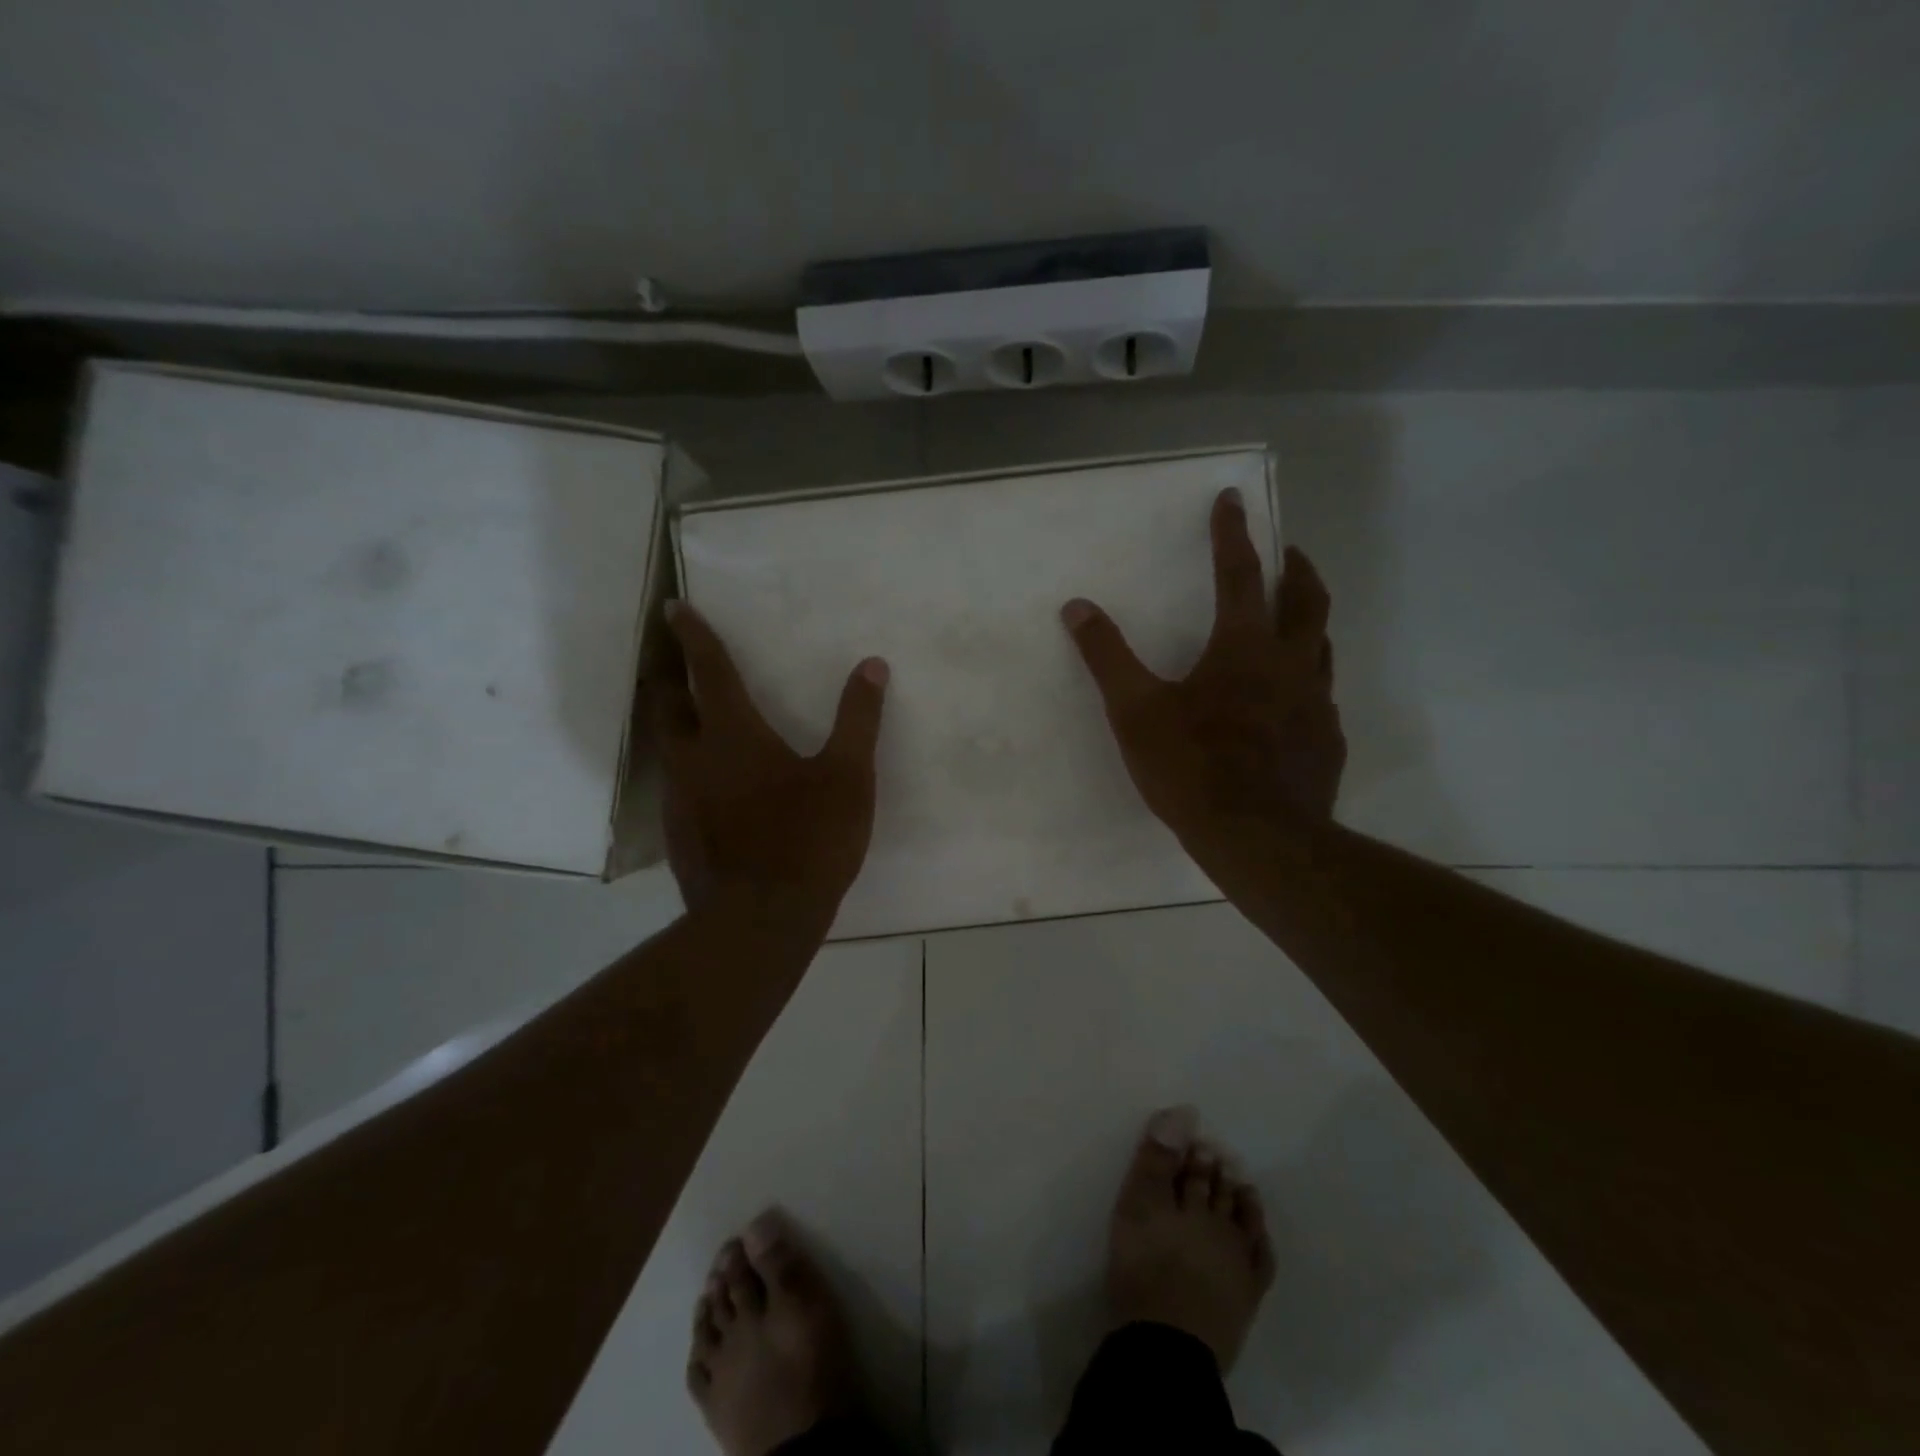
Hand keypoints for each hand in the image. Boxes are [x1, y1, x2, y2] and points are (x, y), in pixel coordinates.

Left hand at [651, 602, 888, 927]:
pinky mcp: (678, 834)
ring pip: (666, 747)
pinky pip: (676, 785)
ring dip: (672, 721)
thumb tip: (871, 666)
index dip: (694, 636)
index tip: (674, 607)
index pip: (709, 671)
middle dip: (667, 673)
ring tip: (687, 713)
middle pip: (667, 704)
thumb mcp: (848, 777)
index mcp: (733, 735)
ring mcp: (680, 799)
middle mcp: (694, 759)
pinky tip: (707, 784)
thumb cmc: (809, 839)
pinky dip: (685, 766)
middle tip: (669, 653)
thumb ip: (858, 719)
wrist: (761, 920)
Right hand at [1061, 487, 1344, 851]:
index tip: (1233, 498)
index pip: (1239, 574)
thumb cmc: (1193, 769)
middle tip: (1286, 551)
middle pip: (1306, 598)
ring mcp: (1317, 703)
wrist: (1259, 839)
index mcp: (1243, 648)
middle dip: (1295, 566)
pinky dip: (1307, 678)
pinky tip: (1291, 700)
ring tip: (1293, 618)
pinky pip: (1322, 694)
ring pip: (1323, 644)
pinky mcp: (1327, 740)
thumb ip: (1107, 657)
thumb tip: (1077, 607)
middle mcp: (1290, 664)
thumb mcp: (1135, 712)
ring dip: (1309, 620)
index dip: (1232, 533)